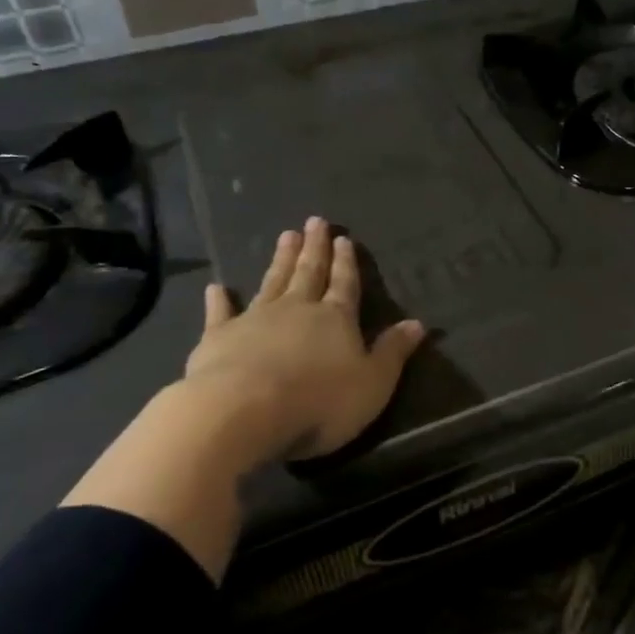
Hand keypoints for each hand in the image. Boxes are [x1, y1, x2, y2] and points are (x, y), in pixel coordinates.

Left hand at [64, 218, 422, 577]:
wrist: (243, 411)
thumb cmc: (319, 401)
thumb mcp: (373, 383)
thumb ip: (393, 352)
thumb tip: (418, 323)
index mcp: (336, 319)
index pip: (345, 284)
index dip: (346, 263)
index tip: (344, 239)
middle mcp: (297, 309)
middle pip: (309, 273)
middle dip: (315, 249)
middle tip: (315, 221)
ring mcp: (256, 319)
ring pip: (272, 281)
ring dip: (281, 260)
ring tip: (286, 235)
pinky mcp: (219, 337)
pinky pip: (221, 313)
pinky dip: (220, 299)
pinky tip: (216, 287)